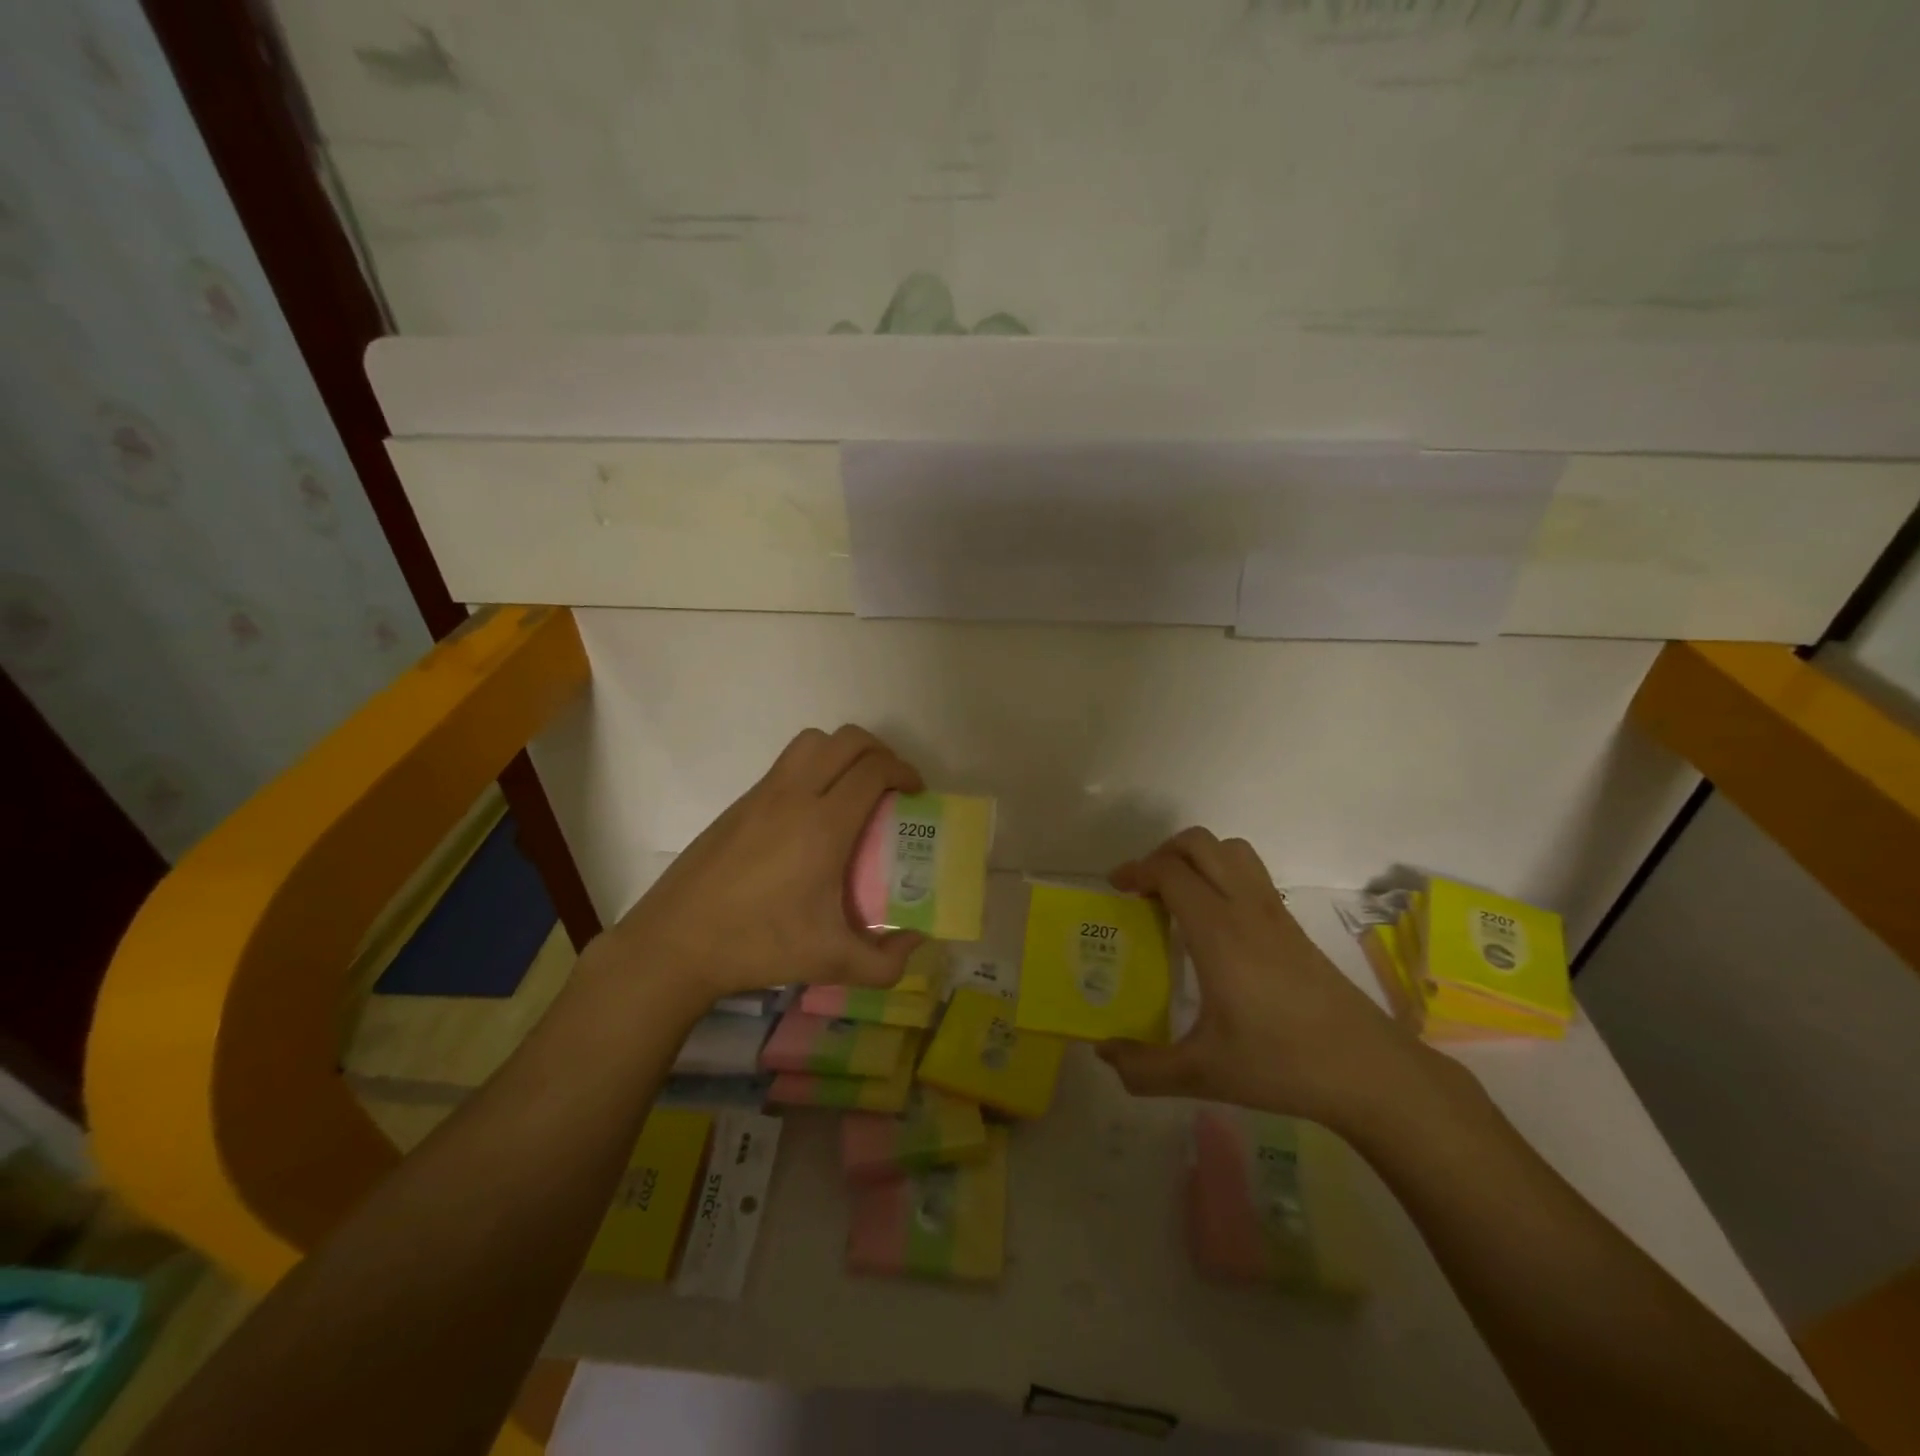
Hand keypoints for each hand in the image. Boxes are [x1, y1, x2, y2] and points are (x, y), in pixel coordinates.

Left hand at [588, 725, 926, 1003]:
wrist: (674, 943)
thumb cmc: (757, 946)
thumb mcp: (830, 963)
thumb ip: (884, 963)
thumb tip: (914, 943)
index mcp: (822, 825)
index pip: (873, 770)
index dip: (904, 771)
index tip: (916, 792)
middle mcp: (794, 796)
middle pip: (847, 741)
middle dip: (880, 752)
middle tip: (891, 786)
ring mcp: (761, 795)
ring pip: (811, 742)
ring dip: (842, 752)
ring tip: (853, 789)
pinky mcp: (739, 804)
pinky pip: (786, 765)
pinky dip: (813, 768)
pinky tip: (811, 816)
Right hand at [1098, 828, 1430, 1129]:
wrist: (1368, 1070)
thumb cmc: (1282, 1064)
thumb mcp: (1204, 1074)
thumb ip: (1145, 1068)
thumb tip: (1103, 1052)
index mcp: (1218, 932)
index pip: (1170, 871)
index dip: (1137, 870)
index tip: (1116, 889)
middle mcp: (1245, 908)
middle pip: (1200, 844)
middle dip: (1163, 854)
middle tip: (1143, 889)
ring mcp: (1274, 912)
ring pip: (1231, 850)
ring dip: (1197, 857)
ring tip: (1177, 894)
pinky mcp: (1293, 925)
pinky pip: (1250, 873)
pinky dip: (1222, 874)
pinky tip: (1214, 923)